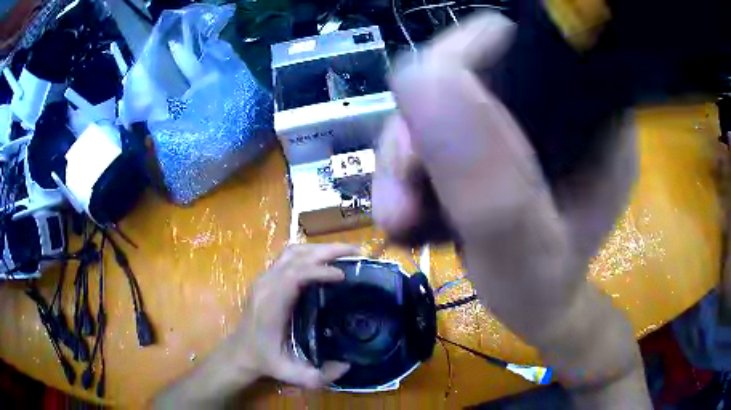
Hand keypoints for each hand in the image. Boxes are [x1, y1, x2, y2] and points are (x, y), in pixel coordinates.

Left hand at [155, 244, 356, 408]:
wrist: (240, 352)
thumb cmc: (265, 360)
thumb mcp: (290, 373)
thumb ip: (318, 376)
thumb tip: (347, 365)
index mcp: (271, 305)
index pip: (294, 275)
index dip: (320, 271)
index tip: (344, 275)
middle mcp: (266, 285)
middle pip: (296, 256)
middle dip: (327, 250)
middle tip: (356, 251)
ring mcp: (264, 279)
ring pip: (292, 252)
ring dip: (319, 248)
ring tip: (344, 252)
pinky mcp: (266, 278)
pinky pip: (289, 257)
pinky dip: (310, 253)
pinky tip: (324, 259)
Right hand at [374, 11, 648, 406]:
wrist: (538, 306)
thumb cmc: (544, 291)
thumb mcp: (523, 254)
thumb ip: (488, 182)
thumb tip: (420, 81)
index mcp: (591, 114)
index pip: (519, 43)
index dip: (462, 63)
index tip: (428, 128)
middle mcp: (558, 101)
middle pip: (467, 70)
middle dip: (420, 129)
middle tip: (403, 196)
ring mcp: (523, 117)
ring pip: (438, 100)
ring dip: (405, 157)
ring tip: (400, 218)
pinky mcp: (495, 136)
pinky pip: (435, 127)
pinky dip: (410, 167)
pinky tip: (410, 210)